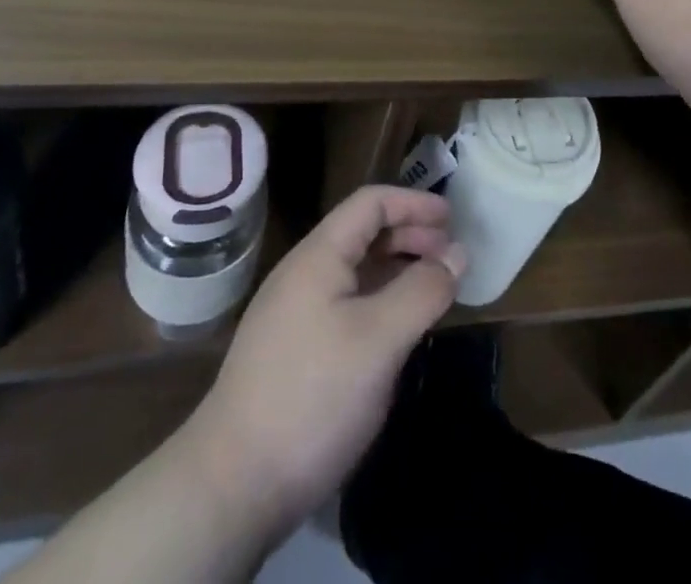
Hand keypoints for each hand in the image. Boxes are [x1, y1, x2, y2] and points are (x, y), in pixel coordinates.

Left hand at [183, 186, 465, 541]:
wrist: (232, 486)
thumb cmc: (313, 396)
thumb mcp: (379, 339)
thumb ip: (422, 290)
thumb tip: (458, 253)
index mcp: (319, 256)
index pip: (370, 203)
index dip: (413, 203)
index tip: (453, 219)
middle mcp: (304, 274)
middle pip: (363, 233)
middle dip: (410, 236)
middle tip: (450, 257)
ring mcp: (295, 313)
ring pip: (356, 272)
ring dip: (397, 270)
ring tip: (433, 289)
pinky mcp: (294, 351)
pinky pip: (347, 305)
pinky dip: (380, 302)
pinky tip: (397, 330)